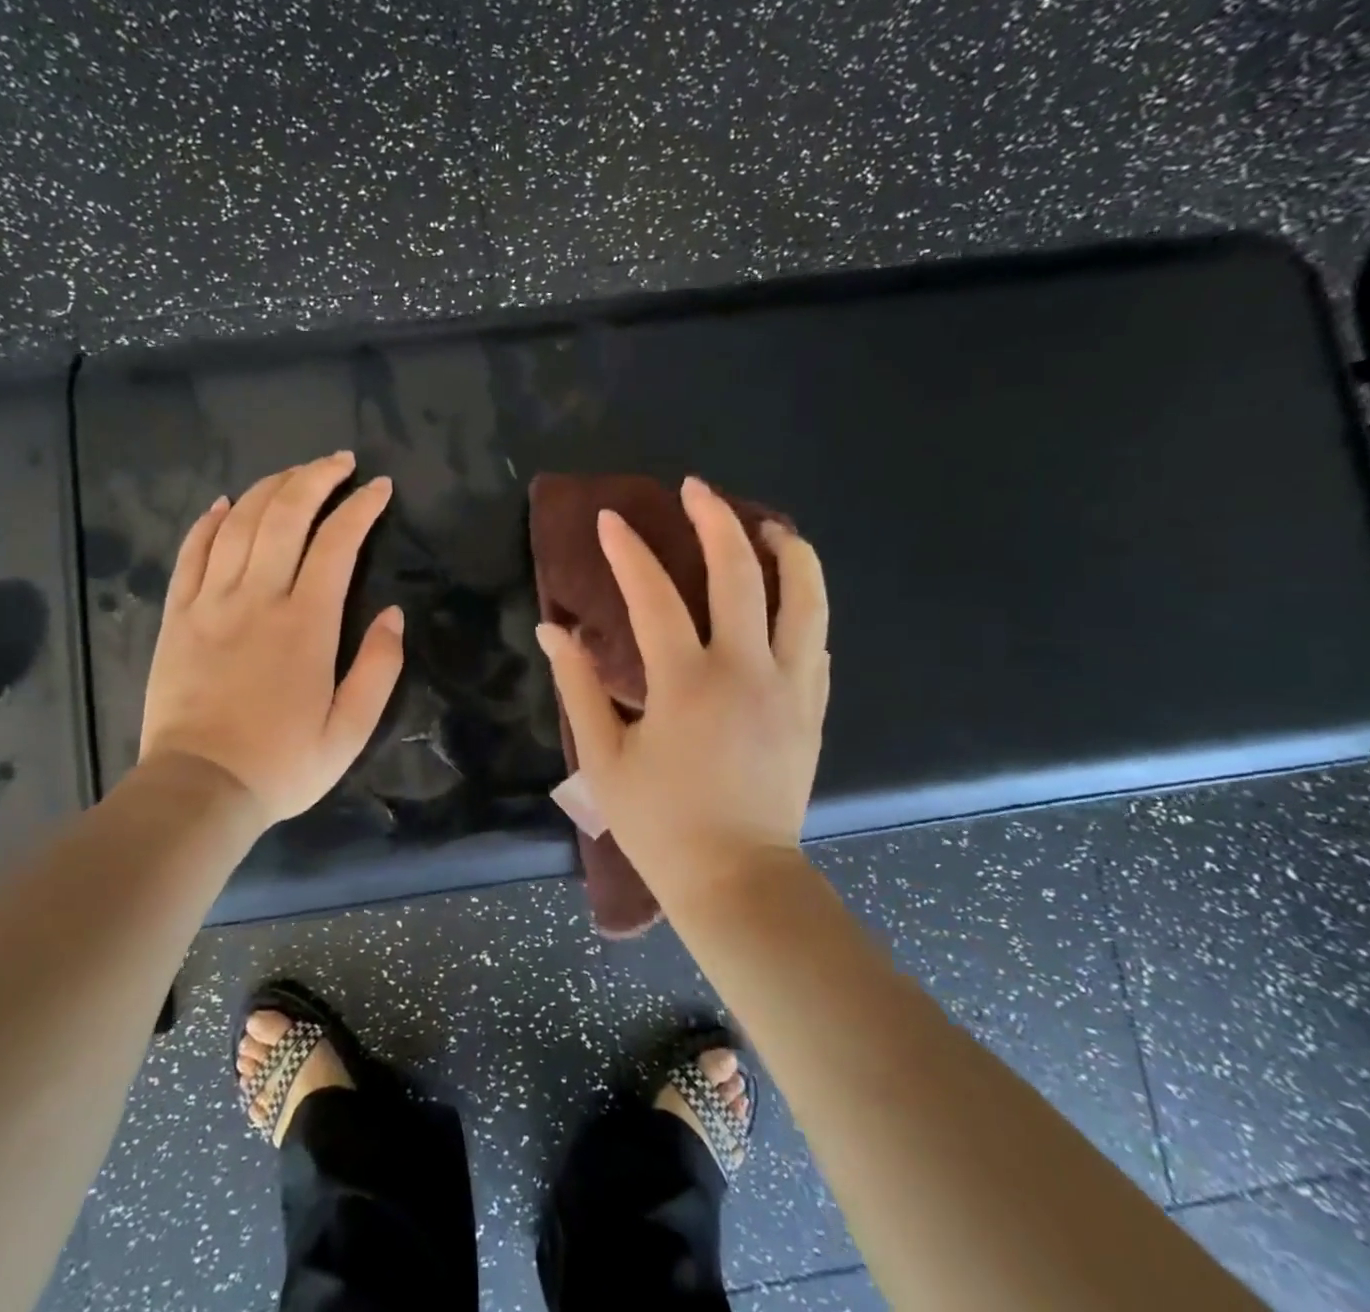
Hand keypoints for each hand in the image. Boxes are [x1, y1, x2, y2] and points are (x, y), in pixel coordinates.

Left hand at [137, 452, 404, 831]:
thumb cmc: (282, 763)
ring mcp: (211, 602)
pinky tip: (225, 503)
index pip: (338, 543)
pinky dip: (209, 520)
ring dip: (270, 487)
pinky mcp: (177, 615)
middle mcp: (258, 597)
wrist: (199, 789)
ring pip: (239, 522)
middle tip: (339, 461)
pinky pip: (191, 552)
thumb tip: (395, 615)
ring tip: (294, 474)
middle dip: (316, 477)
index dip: (361, 507)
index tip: (380, 487)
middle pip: (286, 514)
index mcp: (307, 623)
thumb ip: (379, 668)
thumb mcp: (350, 730)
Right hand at [536, 476, 829, 889]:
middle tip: (695, 490)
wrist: (739, 880)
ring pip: (804, 599)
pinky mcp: (811, 708)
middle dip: (715, 520)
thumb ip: (580, 686)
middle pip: (740, 574)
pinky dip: (804, 603)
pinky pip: (815, 640)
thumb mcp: (604, 757)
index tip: (609, 519)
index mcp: (686, 683)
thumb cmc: (662, 824)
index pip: (654, 596)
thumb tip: (554, 631)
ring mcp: (788, 687)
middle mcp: (746, 671)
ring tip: (766, 524)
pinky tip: (790, 592)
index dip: (628, 551)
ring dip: (786, 551)